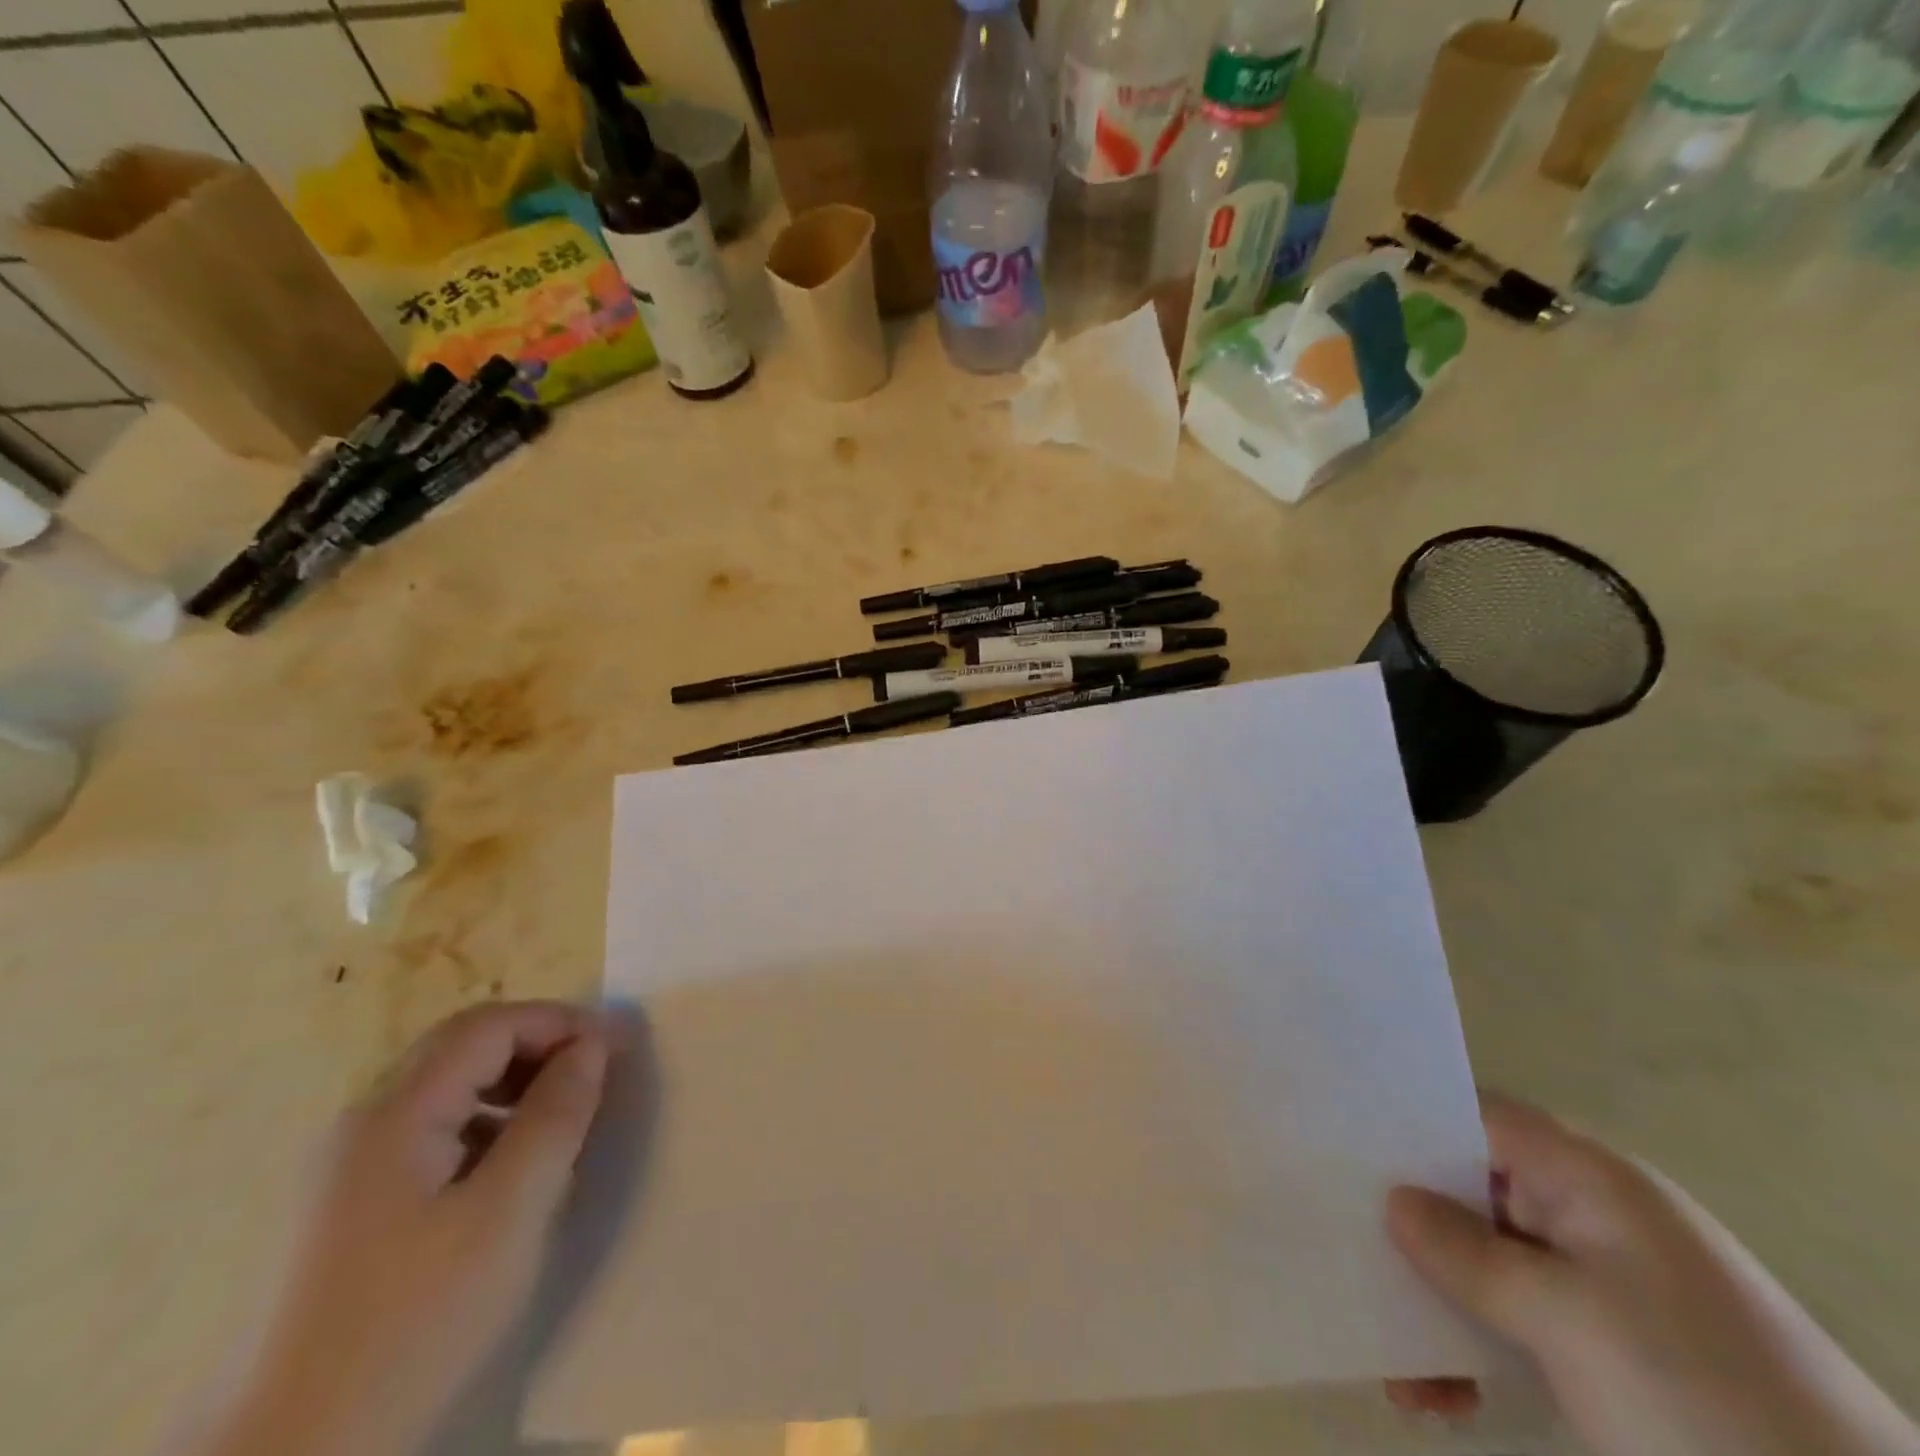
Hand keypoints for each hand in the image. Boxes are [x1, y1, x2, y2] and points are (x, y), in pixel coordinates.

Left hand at [177, 1002, 609, 1455]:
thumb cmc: (412, 1324)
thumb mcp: (508, 1214)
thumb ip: (555, 1117)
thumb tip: (591, 1045)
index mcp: (395, 1115)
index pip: (489, 1025)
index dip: (560, 1022)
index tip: (618, 1049)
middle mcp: (362, 1123)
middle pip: (463, 1046)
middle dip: (538, 1045)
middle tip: (596, 1075)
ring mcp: (345, 1167)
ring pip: (446, 1087)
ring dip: (513, 1083)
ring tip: (562, 1121)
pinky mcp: (345, 1209)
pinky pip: (429, 1131)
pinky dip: (484, 1123)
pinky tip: (508, 1172)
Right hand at [1386, 1092, 1919, 1455]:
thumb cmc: (1697, 1395)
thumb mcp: (1564, 1317)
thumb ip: (1464, 1251)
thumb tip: (1393, 1202)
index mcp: (1587, 1179)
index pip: (1474, 1116)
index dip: (1407, 1123)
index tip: (1340, 1146)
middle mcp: (1592, 1217)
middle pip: (1471, 1192)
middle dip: (1409, 1228)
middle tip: (1344, 1250)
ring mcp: (1605, 1288)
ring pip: (1489, 1266)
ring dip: (1436, 1305)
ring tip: (1396, 1367)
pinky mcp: (1615, 1352)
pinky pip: (1521, 1323)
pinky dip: (1476, 1350)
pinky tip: (1444, 1396)